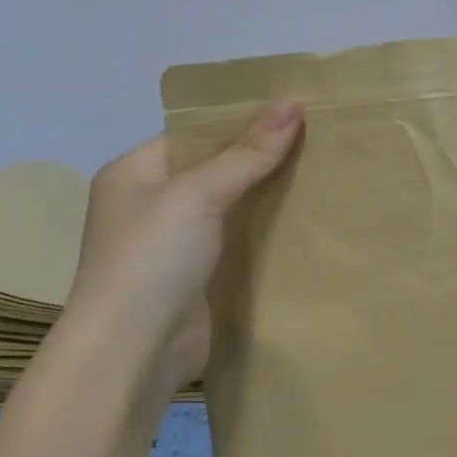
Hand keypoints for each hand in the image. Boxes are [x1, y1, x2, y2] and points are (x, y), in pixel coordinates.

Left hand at [53, 102, 303, 409]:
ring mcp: (175, 244)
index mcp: (135, 172)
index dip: (241, 120)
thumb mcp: (198, 194)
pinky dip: (267, 233)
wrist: (132, 353)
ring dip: (268, 196)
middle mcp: (151, 204)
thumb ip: (247, 152)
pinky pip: (238, 243)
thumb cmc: (152, 258)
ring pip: (231, 208)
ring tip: (323, 172)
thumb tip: (294, 103)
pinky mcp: (199, 277)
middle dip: (261, 158)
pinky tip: (308, 220)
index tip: (294, 110)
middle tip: (319, 138)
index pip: (194, 132)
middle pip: (215, 168)